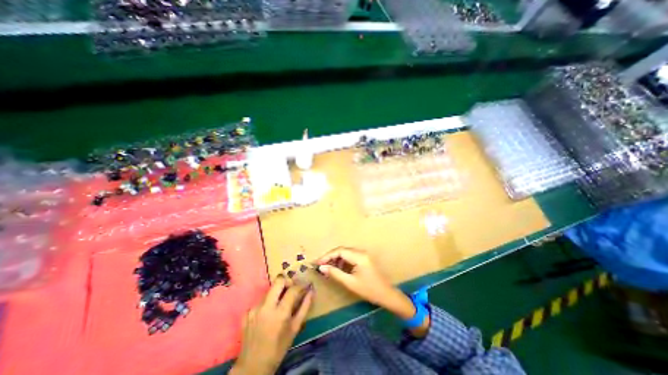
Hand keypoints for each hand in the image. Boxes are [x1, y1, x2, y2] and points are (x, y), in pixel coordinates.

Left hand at [230, 275, 312, 374]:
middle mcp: (266, 306)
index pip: (293, 289)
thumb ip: (304, 307)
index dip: (300, 285)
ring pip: (270, 290)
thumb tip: (311, 291)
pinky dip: (267, 302)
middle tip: (292, 288)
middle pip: (278, 280)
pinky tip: (269, 313)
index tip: (304, 286)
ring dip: (277, 292)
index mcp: (280, 312)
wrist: (253, 367)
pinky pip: (261, 300)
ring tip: (281, 303)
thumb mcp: (295, 328)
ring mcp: (255, 308)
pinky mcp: (247, 312)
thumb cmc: (278, 348)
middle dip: (287, 281)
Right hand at [316, 246, 429, 337]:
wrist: (387, 295)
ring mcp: (363, 254)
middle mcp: (361, 252)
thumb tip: (322, 268)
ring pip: (346, 253)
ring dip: (336, 259)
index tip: (317, 263)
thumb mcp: (350, 283)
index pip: (340, 251)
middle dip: (330, 257)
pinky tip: (338, 269)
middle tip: (320, 265)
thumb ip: (335, 273)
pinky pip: (350, 256)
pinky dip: (342, 261)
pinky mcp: (364, 258)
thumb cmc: (369, 290)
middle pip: (342, 250)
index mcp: (359, 256)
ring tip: (327, 268)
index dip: (327, 256)